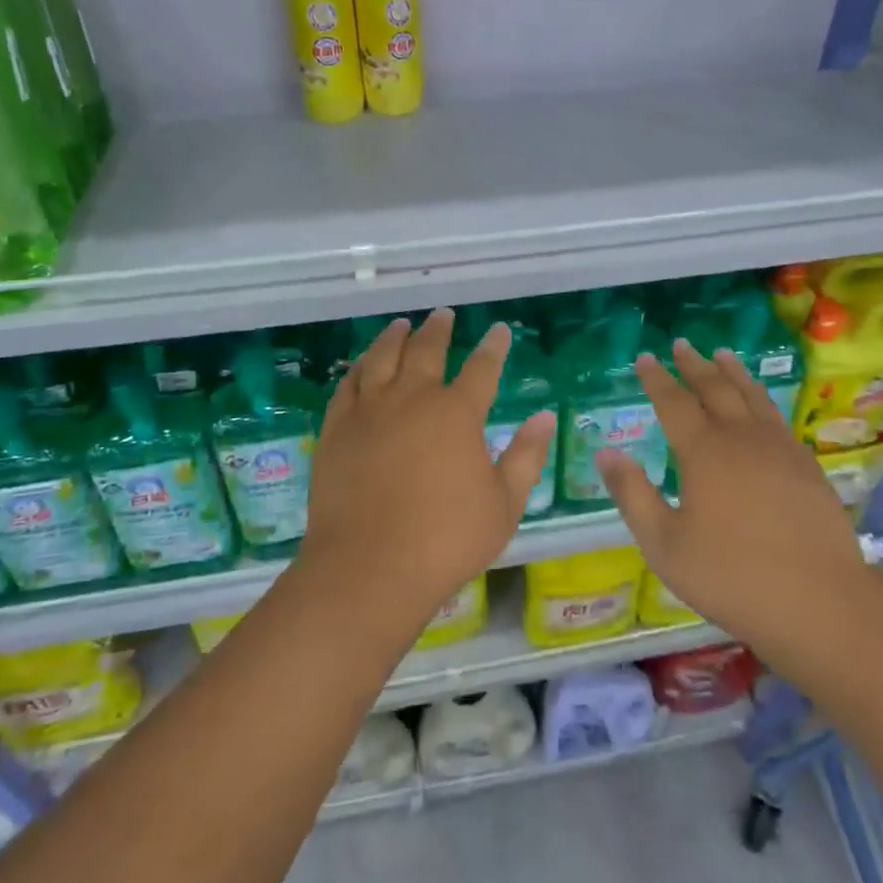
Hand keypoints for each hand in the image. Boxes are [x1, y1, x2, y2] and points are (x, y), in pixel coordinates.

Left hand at [303, 309, 555, 639]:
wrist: (369, 567)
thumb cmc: (446, 540)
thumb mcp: (504, 503)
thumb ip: (526, 455)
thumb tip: (545, 417)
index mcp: (457, 413)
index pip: (482, 368)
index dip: (494, 347)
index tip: (499, 330)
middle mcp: (413, 399)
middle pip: (427, 350)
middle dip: (439, 329)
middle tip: (444, 315)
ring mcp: (369, 411)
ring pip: (382, 358)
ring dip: (395, 337)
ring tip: (401, 325)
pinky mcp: (337, 429)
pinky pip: (348, 385)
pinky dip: (358, 367)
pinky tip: (363, 364)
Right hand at [595, 341, 876, 657]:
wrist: (819, 602)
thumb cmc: (731, 576)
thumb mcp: (665, 544)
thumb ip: (633, 494)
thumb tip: (606, 452)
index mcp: (704, 452)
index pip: (674, 402)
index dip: (657, 379)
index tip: (645, 357)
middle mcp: (742, 438)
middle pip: (715, 389)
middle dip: (694, 365)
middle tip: (682, 345)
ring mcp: (780, 449)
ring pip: (752, 396)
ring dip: (733, 372)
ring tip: (722, 354)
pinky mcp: (807, 466)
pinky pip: (778, 418)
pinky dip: (762, 399)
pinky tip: (761, 405)